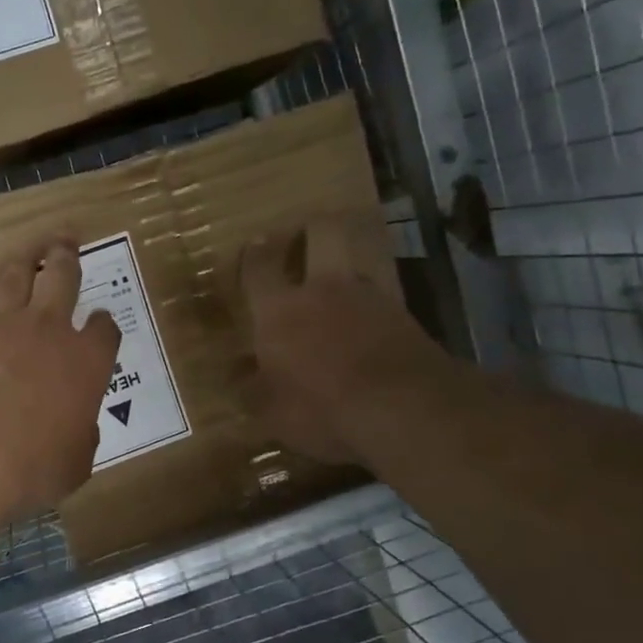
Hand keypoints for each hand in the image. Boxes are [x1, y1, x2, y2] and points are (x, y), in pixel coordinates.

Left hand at [0, 241, 120, 521]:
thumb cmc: (31, 465)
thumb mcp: (74, 464)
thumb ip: (80, 438)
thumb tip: (79, 429)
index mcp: (86, 361)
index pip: (105, 330)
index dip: (104, 323)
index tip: (101, 322)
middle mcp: (48, 328)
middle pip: (63, 277)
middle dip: (66, 256)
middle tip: (66, 241)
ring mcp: (1, 321)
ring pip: (16, 273)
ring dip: (25, 256)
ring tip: (29, 247)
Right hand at [240, 216, 445, 464]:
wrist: (405, 410)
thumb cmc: (322, 409)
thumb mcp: (272, 413)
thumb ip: (253, 390)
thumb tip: (236, 376)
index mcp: (280, 309)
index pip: (259, 267)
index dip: (254, 254)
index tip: (253, 246)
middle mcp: (324, 291)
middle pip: (322, 234)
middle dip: (312, 229)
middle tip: (305, 237)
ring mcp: (370, 298)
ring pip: (355, 266)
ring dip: (345, 272)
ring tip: (338, 292)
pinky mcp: (405, 316)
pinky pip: (380, 300)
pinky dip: (370, 308)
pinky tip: (366, 330)